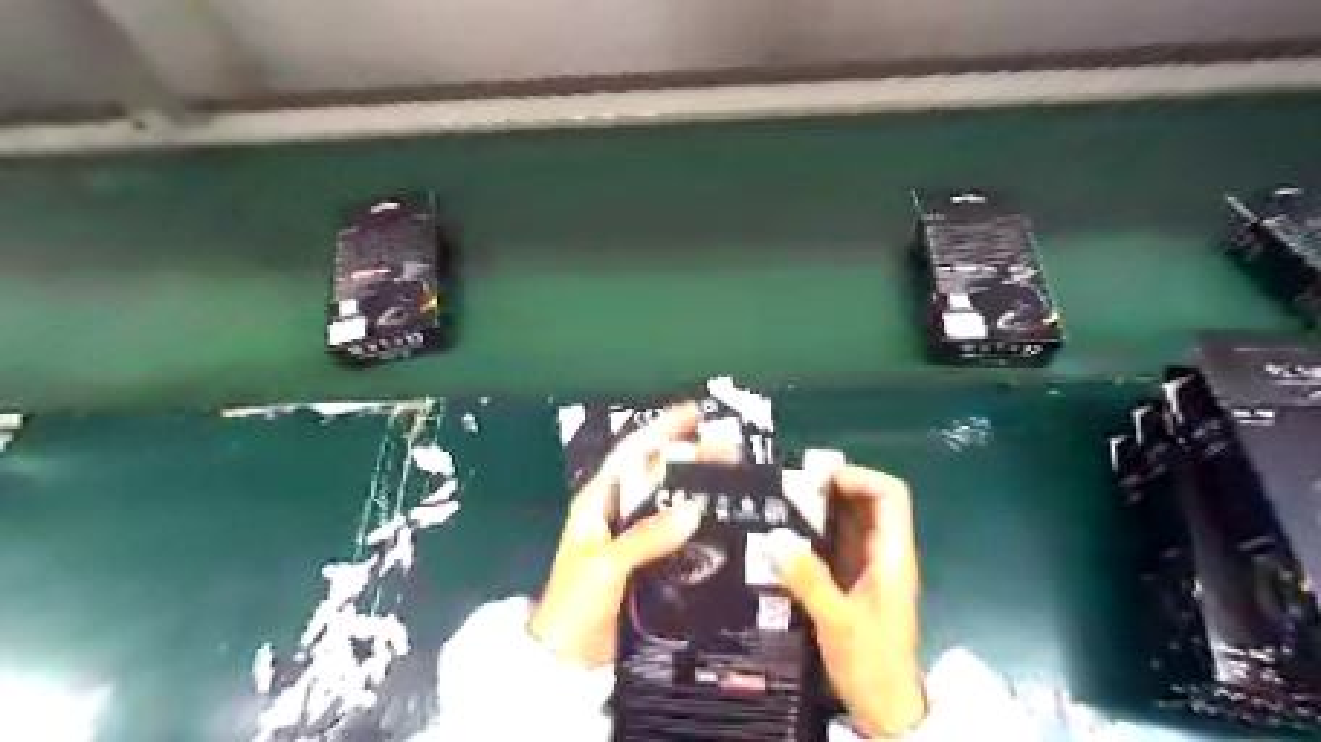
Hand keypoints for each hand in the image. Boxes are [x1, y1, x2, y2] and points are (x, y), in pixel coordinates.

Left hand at [530, 402, 727, 668]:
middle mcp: (618, 512)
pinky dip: (698, 526)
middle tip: (727, 448)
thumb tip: (693, 510)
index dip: (661, 429)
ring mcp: (635, 537)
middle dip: (689, 457)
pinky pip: (677, 536)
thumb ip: (646, 536)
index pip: (632, 453)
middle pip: (657, 474)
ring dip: (696, 489)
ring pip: (669, 503)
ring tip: (731, 478)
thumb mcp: (606, 563)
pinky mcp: (649, 562)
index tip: (692, 414)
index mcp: (599, 500)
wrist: (568, 658)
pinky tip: (722, 522)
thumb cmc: (575, 602)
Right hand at [770, 464, 920, 734]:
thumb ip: (810, 581)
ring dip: (821, 508)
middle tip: (791, 487)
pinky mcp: (853, 579)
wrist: (886, 709)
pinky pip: (835, 542)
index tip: (822, 478)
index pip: (891, 496)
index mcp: (893, 556)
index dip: (861, 477)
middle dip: (833, 488)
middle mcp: (884, 553)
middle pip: (868, 502)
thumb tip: (776, 541)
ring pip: (850, 520)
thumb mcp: (839, 623)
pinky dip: (814, 531)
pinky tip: (787, 535)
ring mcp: (868, 566)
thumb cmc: (873, 664)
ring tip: (783, 504)